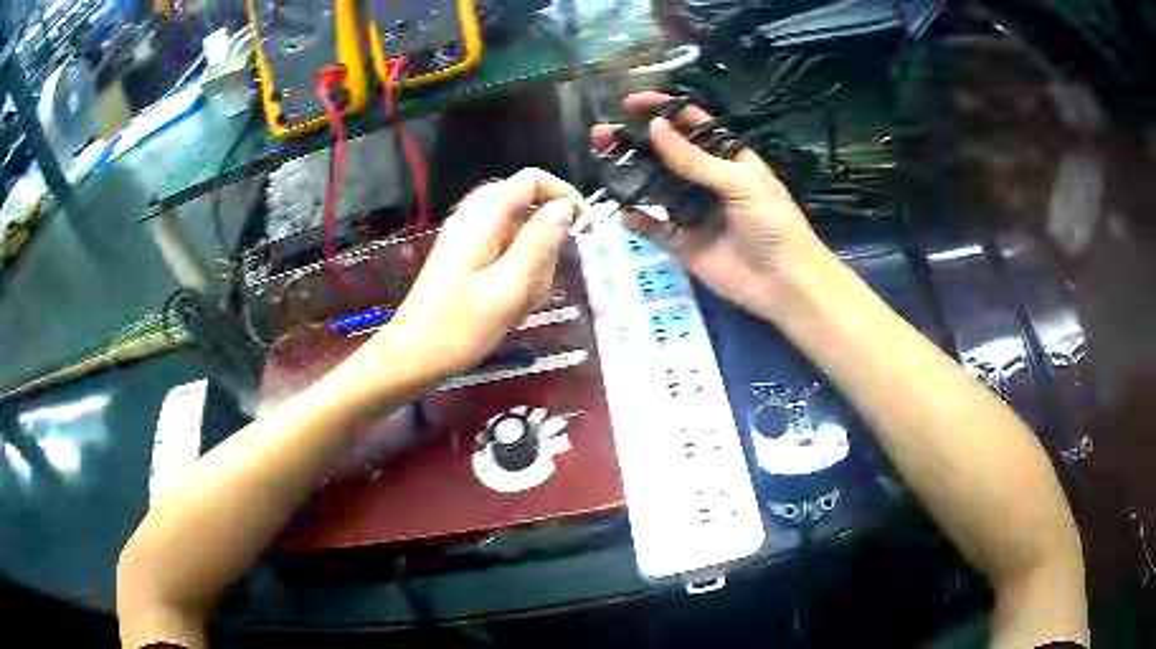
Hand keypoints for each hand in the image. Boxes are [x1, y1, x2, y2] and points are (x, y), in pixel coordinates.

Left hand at [357, 169, 580, 384]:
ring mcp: (466, 237)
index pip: (532, 180)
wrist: (413, 356)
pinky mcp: (464, 256)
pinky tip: (513, 302)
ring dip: (532, 259)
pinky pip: (503, 249)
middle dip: (546, 234)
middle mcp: (473, 217)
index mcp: (483, 217)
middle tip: (548, 275)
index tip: (583, 228)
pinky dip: (517, 270)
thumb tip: (567, 208)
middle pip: (526, 204)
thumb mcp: (510, 287)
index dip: (563, 195)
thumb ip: (540, 242)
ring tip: (527, 299)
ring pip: (517, 230)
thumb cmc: (461, 327)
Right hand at [591, 92, 831, 321]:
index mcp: (727, 157)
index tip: (630, 103)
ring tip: (600, 160)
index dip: (663, 110)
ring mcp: (693, 211)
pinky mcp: (683, 243)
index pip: (691, 124)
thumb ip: (694, 159)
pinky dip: (638, 220)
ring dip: (629, 174)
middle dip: (635, 141)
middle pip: (665, 153)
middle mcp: (707, 179)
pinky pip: (654, 227)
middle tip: (601, 133)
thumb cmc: (772, 224)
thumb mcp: (739, 183)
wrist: (784, 283)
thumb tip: (654, 127)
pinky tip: (622, 211)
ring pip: (655, 187)